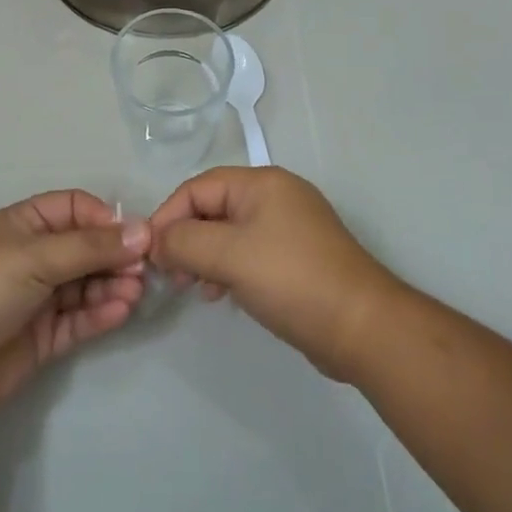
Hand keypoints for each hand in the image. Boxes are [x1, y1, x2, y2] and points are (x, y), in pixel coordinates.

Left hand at [0, 190, 148, 415]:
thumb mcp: (36, 256)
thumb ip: (91, 247)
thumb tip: (143, 231)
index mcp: (24, 225)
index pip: (74, 209)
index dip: (104, 219)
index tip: (133, 235)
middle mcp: (34, 256)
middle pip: (85, 248)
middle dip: (114, 255)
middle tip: (143, 269)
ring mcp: (39, 298)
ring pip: (86, 284)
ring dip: (112, 285)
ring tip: (135, 292)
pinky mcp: (44, 336)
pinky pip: (80, 319)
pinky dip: (102, 313)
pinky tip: (122, 310)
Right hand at [149, 166, 400, 380]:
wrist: (362, 328)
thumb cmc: (291, 279)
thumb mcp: (229, 256)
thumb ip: (184, 242)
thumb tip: (156, 241)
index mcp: (262, 183)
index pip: (198, 187)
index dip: (168, 216)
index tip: (149, 253)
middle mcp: (276, 196)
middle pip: (214, 207)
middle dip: (186, 238)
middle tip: (170, 274)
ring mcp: (289, 227)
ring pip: (230, 233)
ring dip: (204, 256)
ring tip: (192, 288)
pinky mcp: (297, 258)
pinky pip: (249, 253)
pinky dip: (228, 268)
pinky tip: (219, 294)